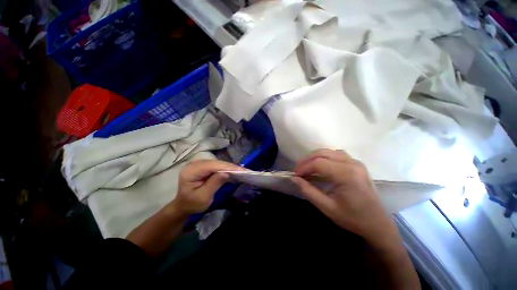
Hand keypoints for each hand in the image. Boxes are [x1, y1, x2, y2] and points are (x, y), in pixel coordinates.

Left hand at [171, 159, 243, 214]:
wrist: (184, 205)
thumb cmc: (192, 204)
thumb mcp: (203, 197)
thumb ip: (214, 184)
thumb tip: (227, 173)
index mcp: (191, 171)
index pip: (212, 166)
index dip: (228, 167)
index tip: (241, 170)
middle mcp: (194, 164)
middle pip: (216, 163)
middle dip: (230, 166)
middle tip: (244, 170)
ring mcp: (198, 163)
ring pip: (218, 162)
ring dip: (229, 167)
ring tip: (241, 171)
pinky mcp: (203, 165)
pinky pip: (216, 165)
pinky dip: (225, 168)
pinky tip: (233, 170)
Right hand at [292, 149, 396, 243]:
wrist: (377, 224)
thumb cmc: (352, 218)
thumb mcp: (327, 207)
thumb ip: (308, 191)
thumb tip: (294, 179)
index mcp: (346, 175)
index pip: (318, 163)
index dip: (303, 167)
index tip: (295, 175)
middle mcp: (352, 164)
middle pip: (323, 153)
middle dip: (307, 160)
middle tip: (299, 171)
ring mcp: (356, 162)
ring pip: (329, 151)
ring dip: (315, 157)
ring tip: (307, 167)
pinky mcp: (357, 164)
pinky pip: (337, 154)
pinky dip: (325, 157)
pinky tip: (321, 166)